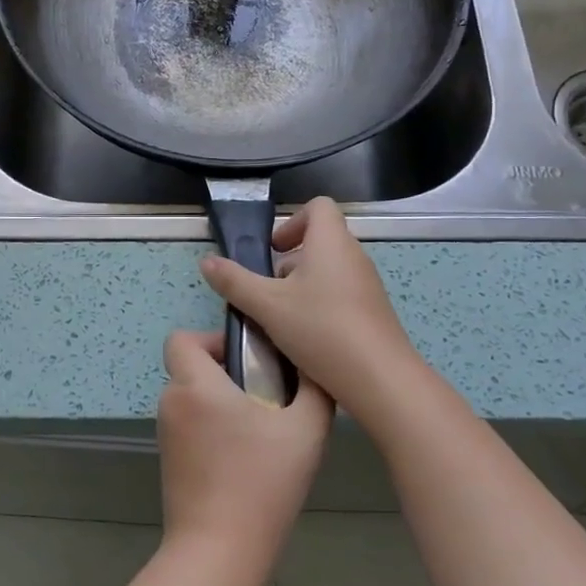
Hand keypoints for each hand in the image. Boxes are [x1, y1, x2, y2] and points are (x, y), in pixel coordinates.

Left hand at [157, 329, 332, 585]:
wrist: (219, 552)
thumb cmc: (261, 482)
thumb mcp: (305, 430)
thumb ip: (314, 389)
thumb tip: (313, 366)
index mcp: (195, 385)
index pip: (181, 338)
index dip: (212, 340)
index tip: (247, 360)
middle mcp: (172, 403)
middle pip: (192, 368)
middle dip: (227, 373)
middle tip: (268, 395)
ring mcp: (167, 435)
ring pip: (193, 399)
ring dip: (222, 404)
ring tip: (263, 430)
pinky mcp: (169, 461)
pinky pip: (191, 427)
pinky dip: (213, 430)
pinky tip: (247, 458)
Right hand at [200, 196, 419, 416]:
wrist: (379, 379)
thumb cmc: (321, 329)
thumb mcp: (267, 305)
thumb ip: (234, 281)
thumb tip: (206, 261)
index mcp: (331, 242)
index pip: (318, 206)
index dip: (291, 221)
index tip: (272, 249)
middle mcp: (353, 256)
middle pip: (320, 240)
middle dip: (289, 260)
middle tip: (267, 289)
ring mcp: (367, 285)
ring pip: (328, 270)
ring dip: (302, 285)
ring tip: (281, 317)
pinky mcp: (373, 312)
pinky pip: (341, 294)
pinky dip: (320, 305)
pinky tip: (305, 337)